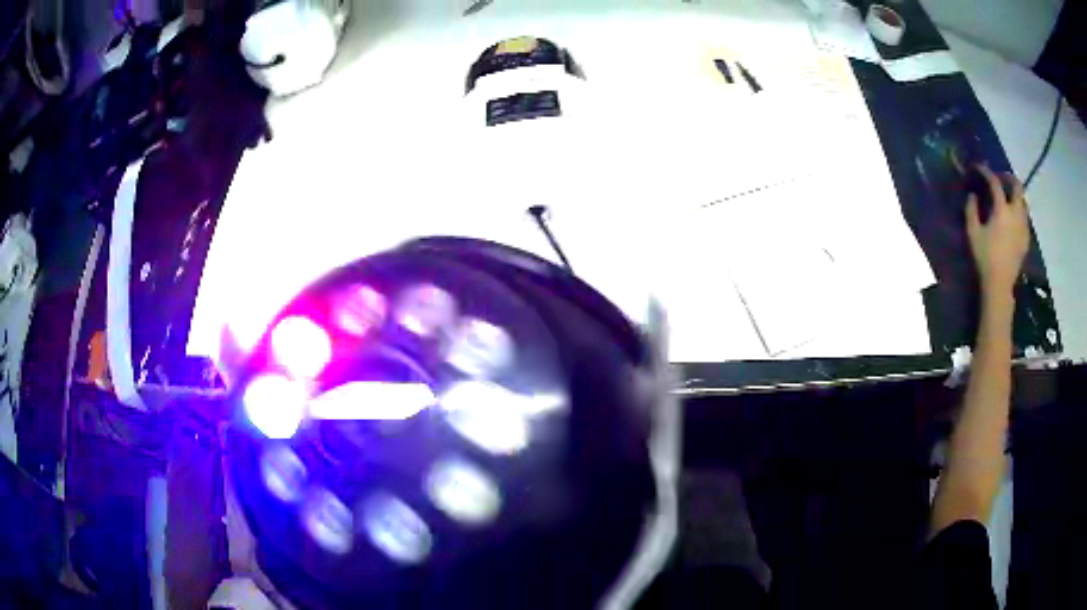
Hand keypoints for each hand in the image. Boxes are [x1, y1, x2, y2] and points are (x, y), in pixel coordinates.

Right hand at [965, 165, 1029, 299]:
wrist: (1000, 285)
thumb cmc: (985, 258)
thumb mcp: (972, 233)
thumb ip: (971, 210)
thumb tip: (973, 195)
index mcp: (1002, 210)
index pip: (995, 183)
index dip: (986, 172)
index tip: (979, 167)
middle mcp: (1016, 214)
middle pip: (1017, 187)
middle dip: (1009, 178)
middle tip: (1001, 178)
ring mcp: (1023, 227)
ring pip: (1023, 202)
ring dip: (1015, 195)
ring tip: (1007, 198)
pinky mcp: (1026, 238)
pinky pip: (1024, 217)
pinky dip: (1018, 211)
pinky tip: (1012, 217)